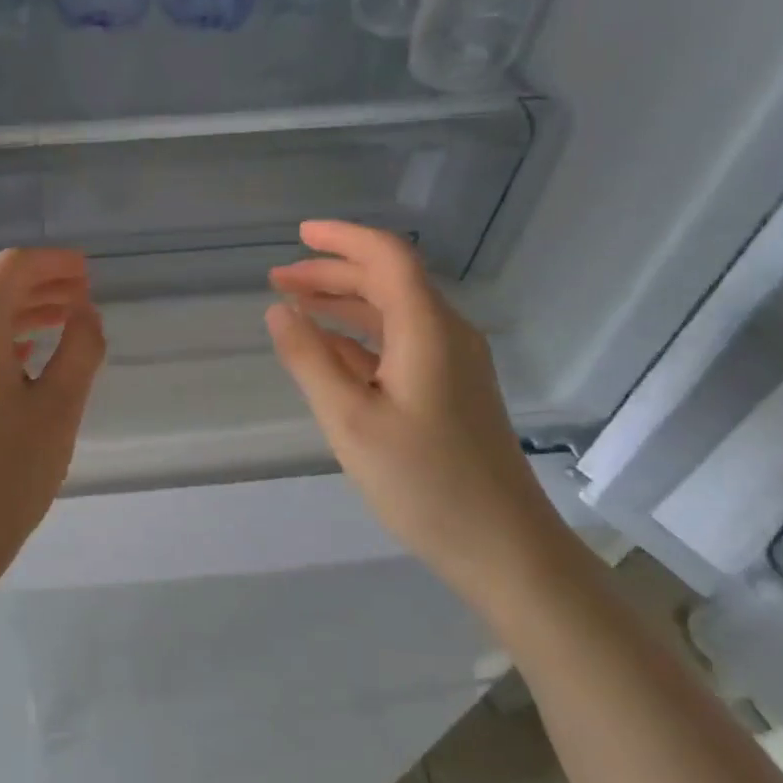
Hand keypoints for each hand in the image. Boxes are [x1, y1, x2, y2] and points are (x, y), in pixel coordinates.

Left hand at [0, 248, 105, 586]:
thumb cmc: (4, 476)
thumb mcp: (58, 411)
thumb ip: (79, 350)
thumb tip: (84, 315)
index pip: (13, 269)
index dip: (54, 263)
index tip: (88, 272)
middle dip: (42, 288)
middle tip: (84, 298)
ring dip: (23, 316)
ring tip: (64, 323)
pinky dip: (1, 342)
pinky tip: (27, 358)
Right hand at [267, 220, 569, 592]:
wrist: (503, 548)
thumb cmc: (423, 482)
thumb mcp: (349, 421)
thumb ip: (309, 360)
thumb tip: (278, 311)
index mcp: (428, 330)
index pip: (387, 257)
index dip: (342, 238)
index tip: (299, 234)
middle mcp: (446, 335)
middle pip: (388, 281)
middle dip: (332, 273)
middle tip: (278, 280)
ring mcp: (453, 364)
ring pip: (393, 313)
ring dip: (343, 304)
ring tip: (293, 306)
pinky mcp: (451, 391)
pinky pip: (400, 344)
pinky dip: (359, 337)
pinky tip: (327, 350)